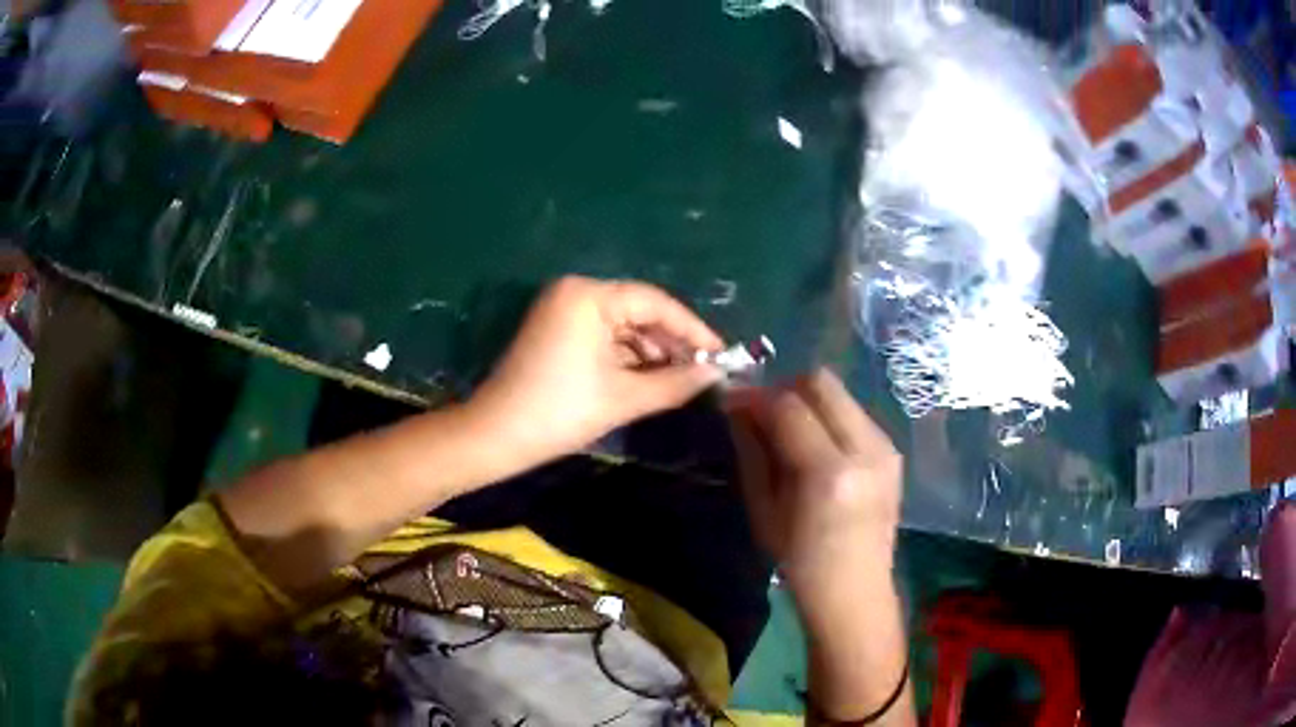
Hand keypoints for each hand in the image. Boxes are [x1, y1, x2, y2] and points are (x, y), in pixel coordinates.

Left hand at [470, 276, 723, 463]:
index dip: (692, 330)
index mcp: (588, 296)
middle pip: (638, 311)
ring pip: (622, 325)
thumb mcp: (624, 398)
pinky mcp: (556, 330)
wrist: (496, 436)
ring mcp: (562, 310)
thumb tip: (716, 374)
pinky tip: (650, 378)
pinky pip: (603, 336)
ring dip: (651, 352)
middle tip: (704, 371)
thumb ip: (675, 382)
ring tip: (683, 379)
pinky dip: (627, 356)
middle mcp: (575, 292)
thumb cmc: (560, 412)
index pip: (654, 302)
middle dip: (672, 343)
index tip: (723, 355)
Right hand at [727, 369, 902, 628]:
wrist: (856, 593)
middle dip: (784, 388)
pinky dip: (828, 416)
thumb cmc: (801, 564)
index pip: (788, 407)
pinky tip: (815, 446)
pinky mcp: (893, 452)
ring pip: (840, 393)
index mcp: (829, 474)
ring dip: (807, 400)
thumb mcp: (763, 511)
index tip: (731, 400)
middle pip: (821, 382)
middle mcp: (866, 449)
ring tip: (786, 429)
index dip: (755, 396)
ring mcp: (886, 448)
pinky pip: (854, 413)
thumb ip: (752, 451)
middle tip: (761, 412)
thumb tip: (736, 407)